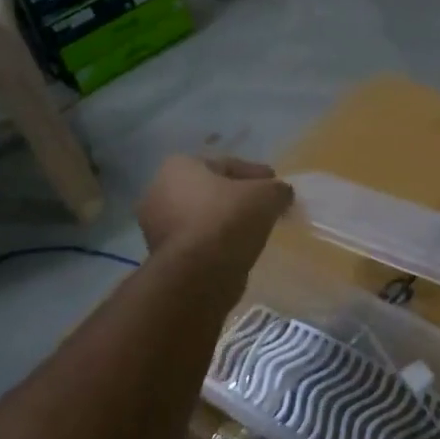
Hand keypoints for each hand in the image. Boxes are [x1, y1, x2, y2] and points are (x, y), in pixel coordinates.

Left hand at [136, 155, 293, 269]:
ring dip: (226, 222)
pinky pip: (198, 241)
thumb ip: (278, 189)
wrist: (199, 273)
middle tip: (265, 207)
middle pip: (211, 191)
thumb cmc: (228, 220)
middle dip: (237, 198)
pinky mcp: (163, 256)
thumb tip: (282, 194)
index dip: (256, 174)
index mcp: (179, 166)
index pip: (226, 165)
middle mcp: (159, 192)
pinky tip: (238, 248)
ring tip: (254, 230)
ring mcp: (157, 226)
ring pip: (203, 218)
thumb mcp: (266, 196)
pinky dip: (217, 242)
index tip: (276, 186)